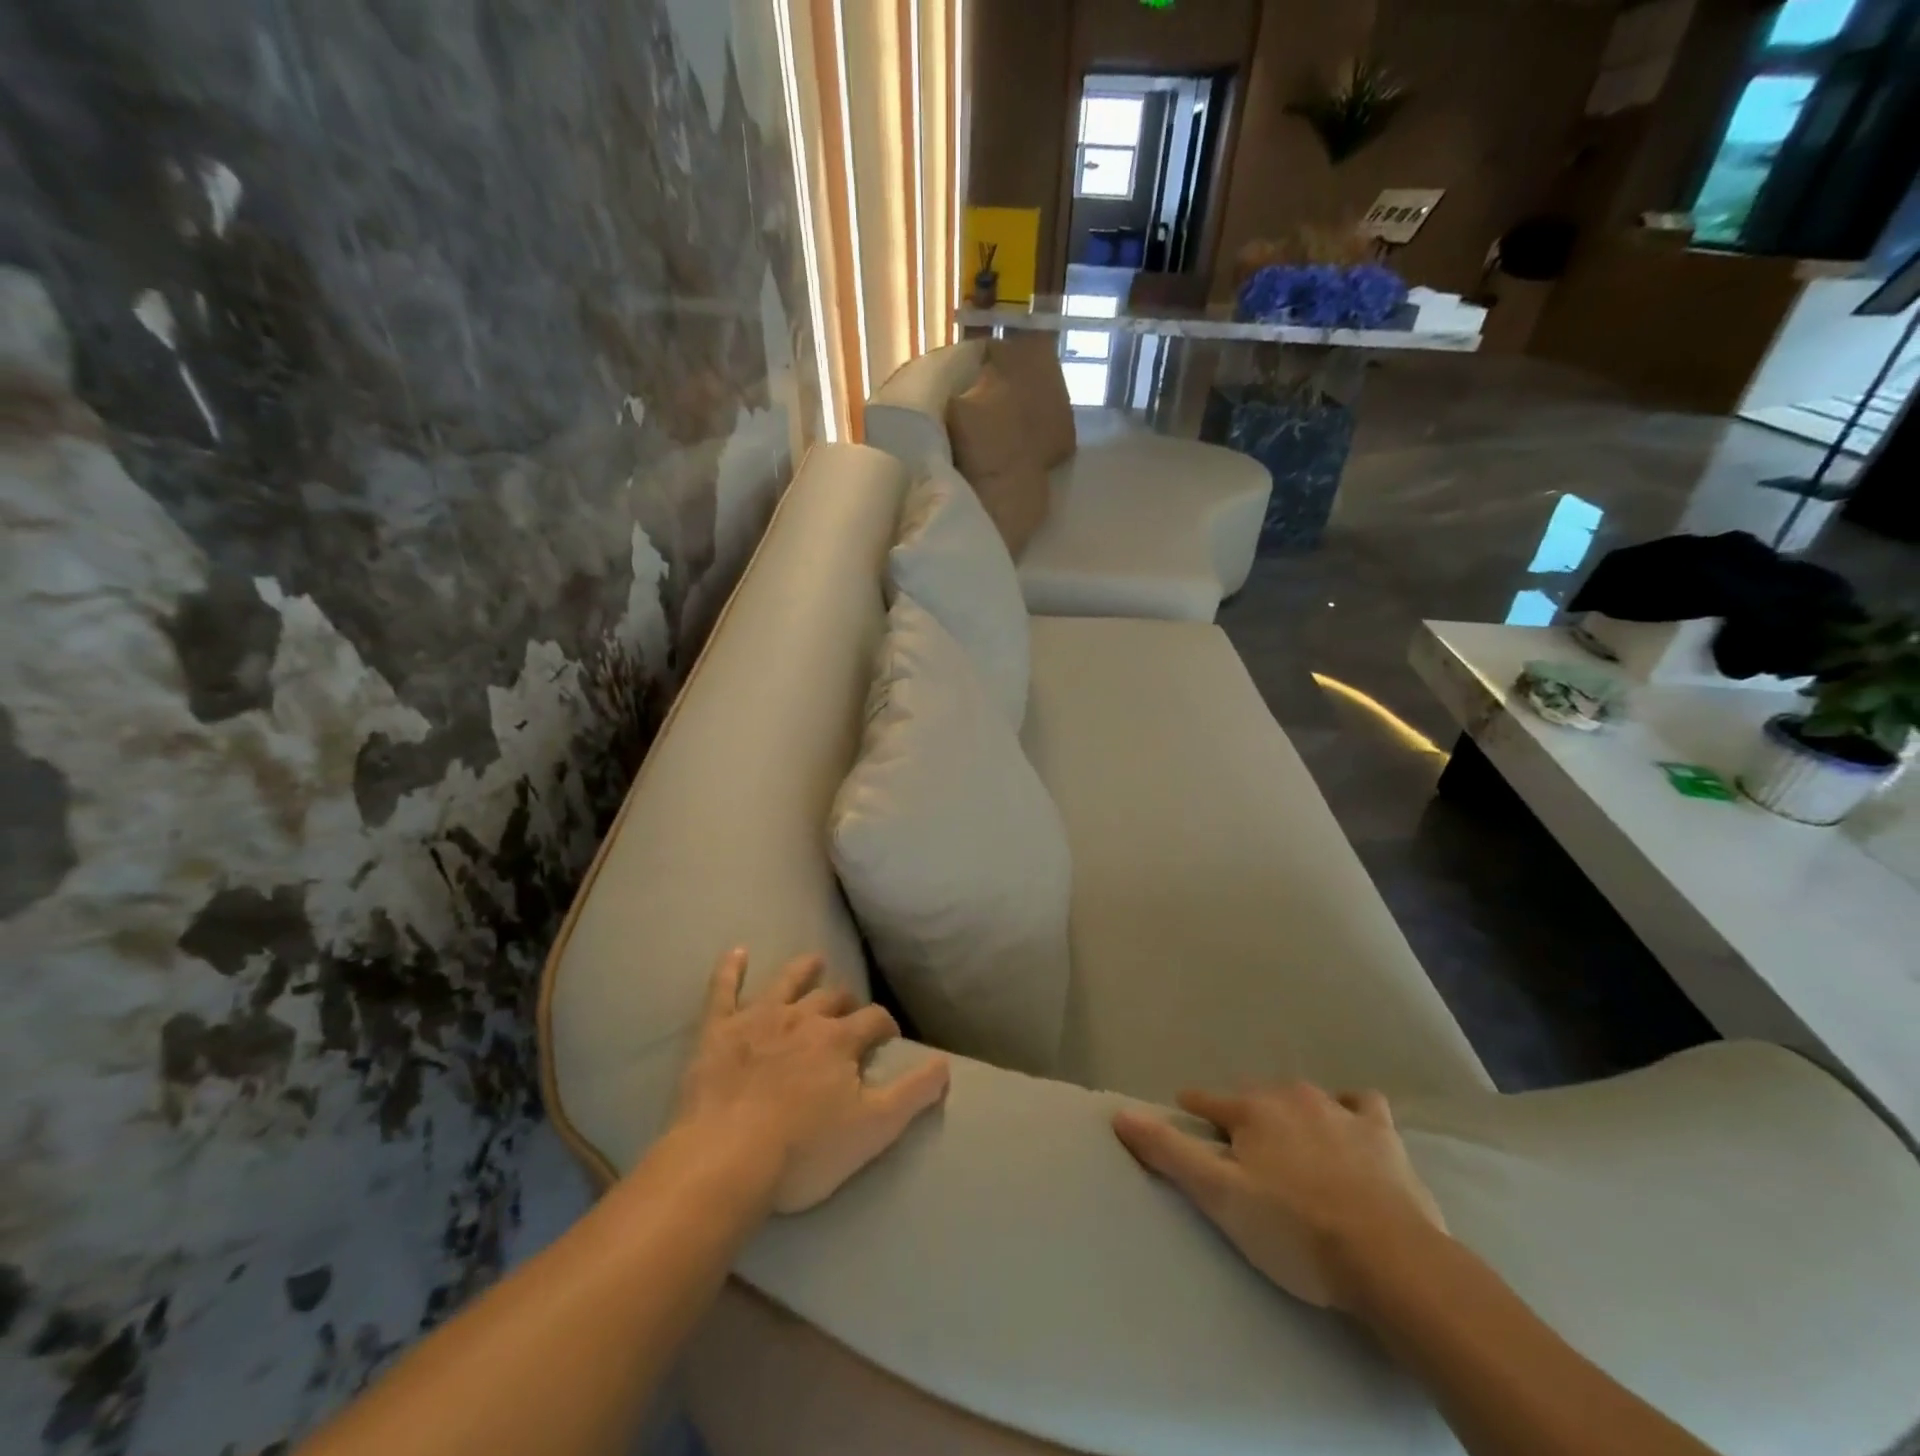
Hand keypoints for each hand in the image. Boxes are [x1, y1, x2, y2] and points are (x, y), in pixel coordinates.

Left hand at [673, 948, 951, 1213]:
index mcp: (840, 1039)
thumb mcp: (874, 1129)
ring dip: (803, 971)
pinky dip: (730, 970)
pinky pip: (723, 990)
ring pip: (786, 982)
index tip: (888, 1040)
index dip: (885, 1027)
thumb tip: (945, 1063)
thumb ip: (914, 1093)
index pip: (874, 1019)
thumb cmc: (804, 1151)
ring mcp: (758, 1019)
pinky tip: (737, 952)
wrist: (727, 1159)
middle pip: (832, 998)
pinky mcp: (717, 1031)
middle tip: (850, 1014)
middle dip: (846, 1002)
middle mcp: (803, 1017)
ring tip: (814, 962)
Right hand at [1113, 1083, 1446, 1310]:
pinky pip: (1363, 1105)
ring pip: (1306, 1097)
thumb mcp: (1220, 1196)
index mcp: (1251, 1110)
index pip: (1209, 1102)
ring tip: (1293, 1138)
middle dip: (1245, 1114)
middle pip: (1256, 1097)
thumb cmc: (1294, 1229)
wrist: (1390, 1259)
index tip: (1186, 1111)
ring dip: (1294, 1111)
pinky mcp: (1383, 1133)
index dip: (1194, 1108)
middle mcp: (1291, 1097)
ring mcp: (1340, 1111)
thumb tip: (1121, 1113)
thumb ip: (1169, 1152)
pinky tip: (1353, 1128)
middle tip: (1242, 1145)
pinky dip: (1352, 1111)